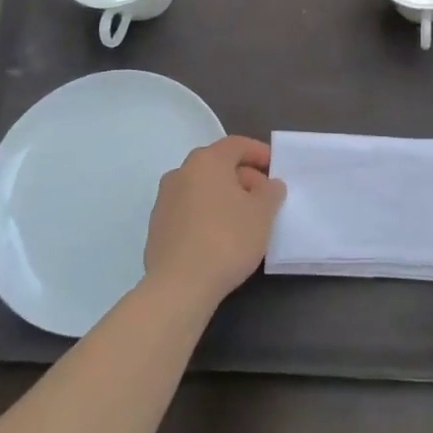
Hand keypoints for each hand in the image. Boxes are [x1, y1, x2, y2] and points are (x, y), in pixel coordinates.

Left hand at [144, 136, 285, 308]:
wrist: (179, 287)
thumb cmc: (227, 239)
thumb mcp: (263, 213)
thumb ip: (270, 191)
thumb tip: (268, 185)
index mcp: (206, 161)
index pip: (236, 145)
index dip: (259, 153)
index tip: (275, 168)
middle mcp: (181, 173)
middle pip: (217, 165)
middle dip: (243, 177)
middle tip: (263, 197)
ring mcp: (164, 201)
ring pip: (201, 188)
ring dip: (223, 196)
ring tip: (243, 220)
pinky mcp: (156, 227)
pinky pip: (188, 211)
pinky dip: (206, 215)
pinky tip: (219, 238)